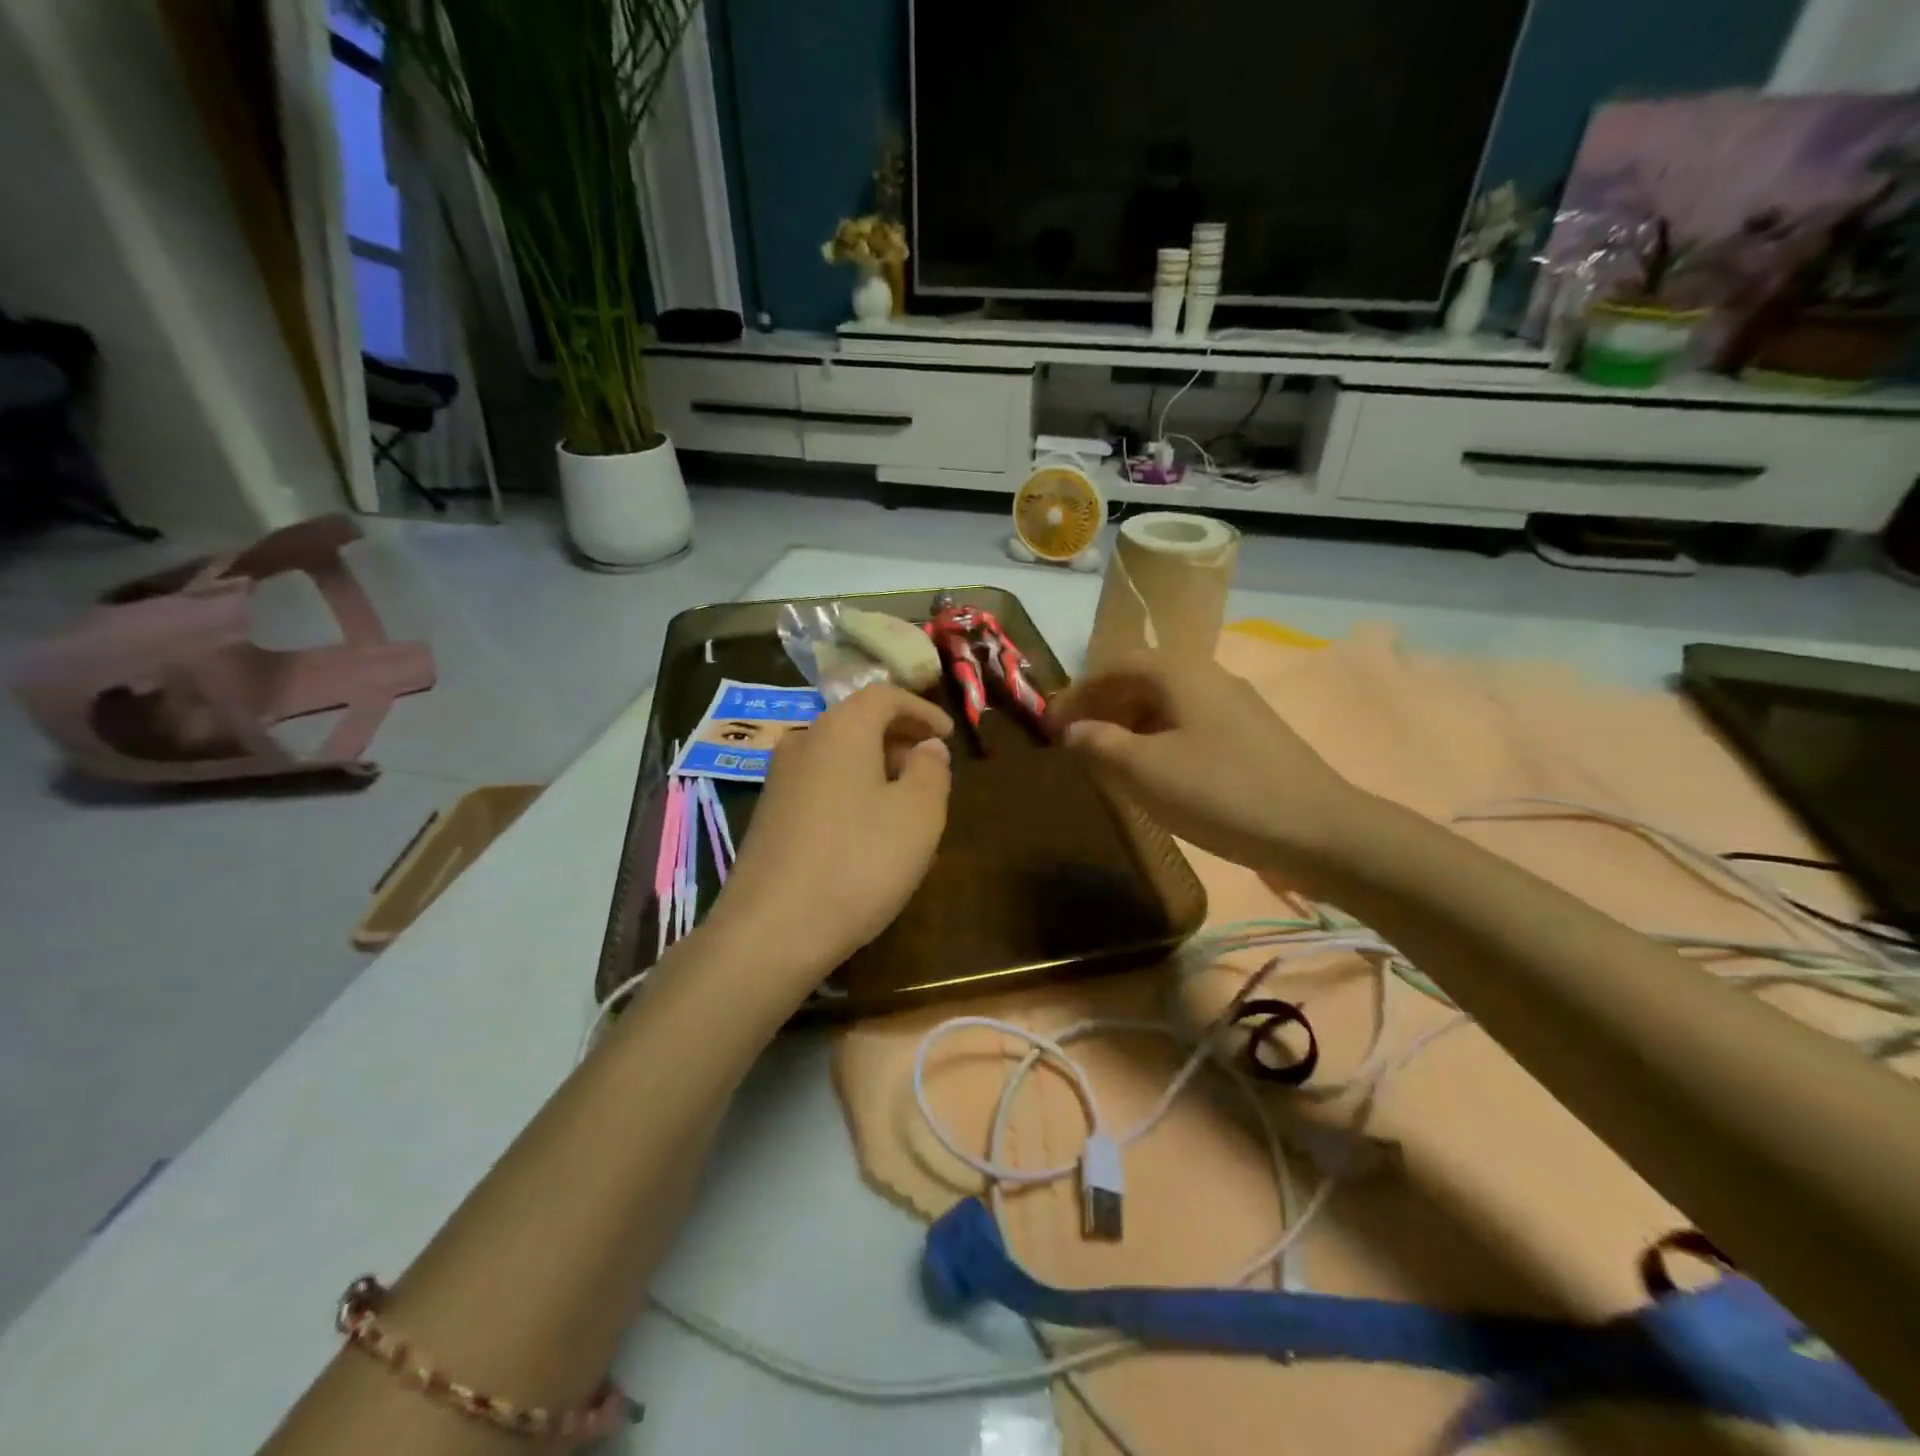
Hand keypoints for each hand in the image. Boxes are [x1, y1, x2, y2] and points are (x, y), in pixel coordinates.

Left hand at [709, 684, 952, 976]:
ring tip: (906, 801)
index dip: (922, 709)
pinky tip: (867, 830)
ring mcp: (779, 780)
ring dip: (876, 767)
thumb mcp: (918, 815)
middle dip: (900, 738)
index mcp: (841, 728)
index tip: (949, 735)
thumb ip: (931, 770)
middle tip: (931, 768)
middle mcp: (803, 742)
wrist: (771, 930)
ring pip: (838, 755)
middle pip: (857, 722)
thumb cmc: (858, 862)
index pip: (884, 695)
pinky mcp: (768, 816)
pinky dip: (851, 790)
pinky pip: (821, 785)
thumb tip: (928, 747)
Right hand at [1048, 653, 1360, 877]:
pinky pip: (1191, 726)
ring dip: (1131, 726)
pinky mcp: (1253, 737)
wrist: (1318, 830)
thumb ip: (1099, 744)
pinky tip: (1157, 774)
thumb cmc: (1220, 792)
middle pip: (1143, 681)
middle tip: (1076, 742)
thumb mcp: (1144, 770)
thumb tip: (1072, 729)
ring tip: (1109, 760)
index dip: (1079, 692)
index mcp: (1180, 673)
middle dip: (1104, 707)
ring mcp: (1237, 707)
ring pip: (1169, 705)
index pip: (1116, 665)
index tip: (1052, 723)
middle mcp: (1209, 677)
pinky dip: (1160, 740)